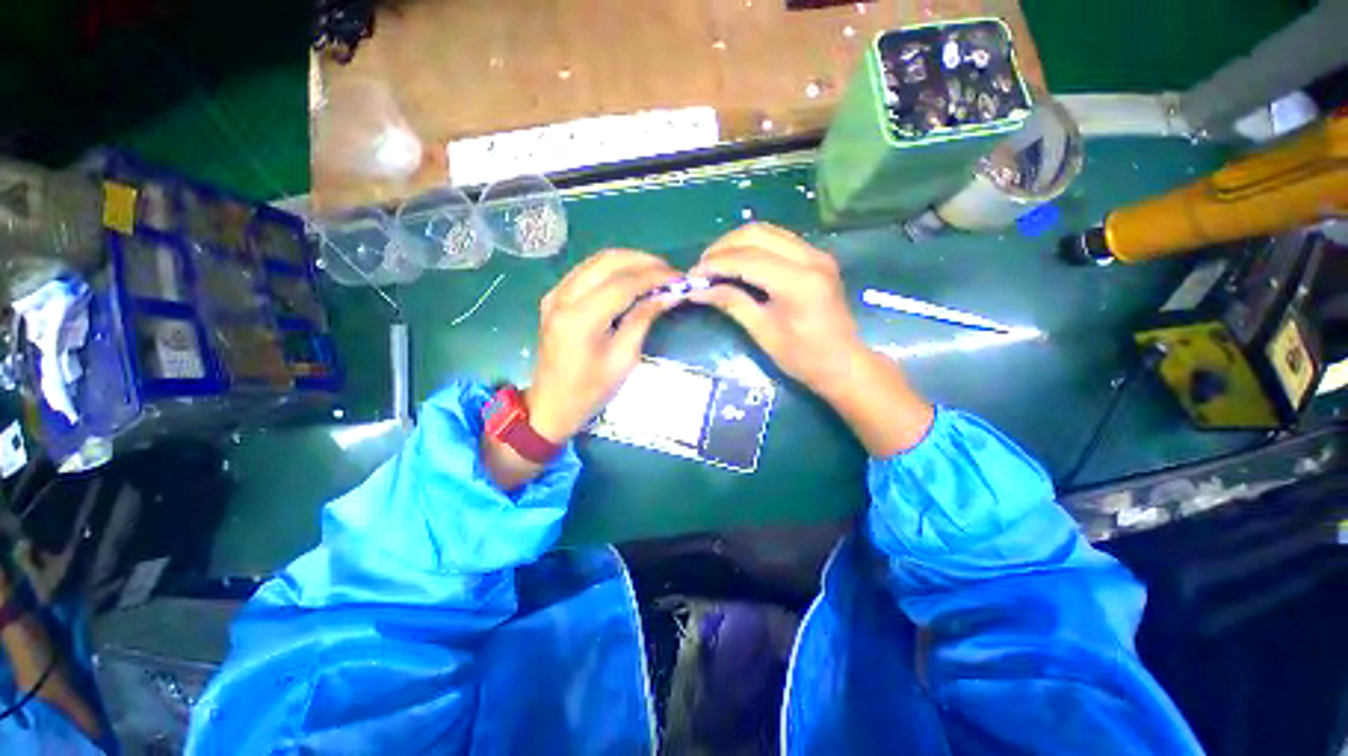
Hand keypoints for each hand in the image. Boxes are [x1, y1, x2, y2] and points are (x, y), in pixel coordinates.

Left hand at [527, 250, 681, 442]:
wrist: (551, 405)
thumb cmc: (590, 391)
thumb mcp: (623, 359)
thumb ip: (643, 320)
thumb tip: (668, 294)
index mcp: (580, 319)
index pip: (623, 284)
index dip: (654, 277)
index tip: (679, 277)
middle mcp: (563, 298)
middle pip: (607, 262)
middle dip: (642, 261)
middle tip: (668, 272)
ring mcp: (555, 294)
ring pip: (596, 261)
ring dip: (627, 261)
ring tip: (654, 272)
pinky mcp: (554, 297)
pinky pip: (585, 271)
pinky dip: (611, 269)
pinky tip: (628, 278)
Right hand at [690, 223, 932, 456]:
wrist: (843, 363)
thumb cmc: (803, 357)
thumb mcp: (762, 332)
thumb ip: (731, 303)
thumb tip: (697, 289)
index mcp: (798, 281)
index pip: (747, 258)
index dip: (715, 264)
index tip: (692, 276)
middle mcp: (810, 257)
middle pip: (756, 233)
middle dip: (723, 247)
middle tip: (702, 268)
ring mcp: (817, 253)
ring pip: (767, 231)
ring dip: (737, 243)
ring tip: (716, 264)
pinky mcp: (817, 257)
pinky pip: (778, 239)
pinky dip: (754, 246)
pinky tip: (740, 263)